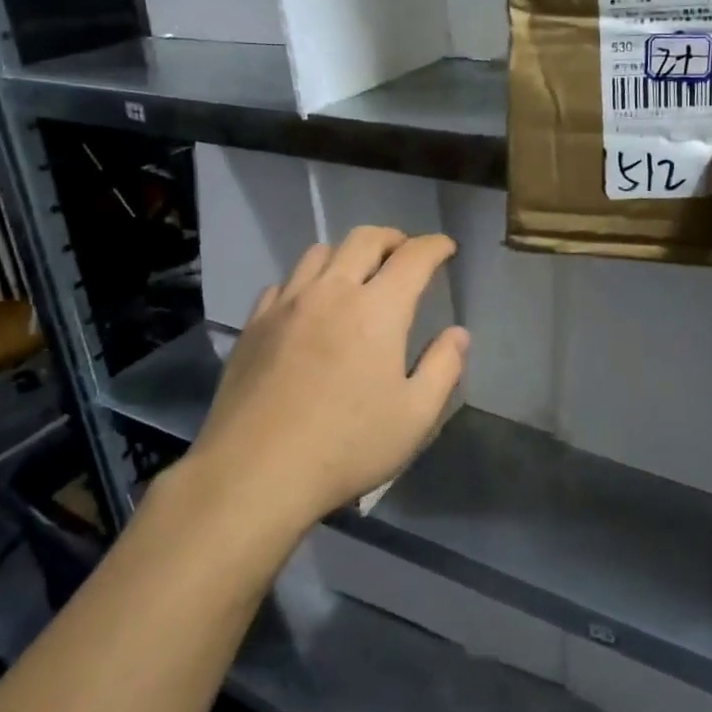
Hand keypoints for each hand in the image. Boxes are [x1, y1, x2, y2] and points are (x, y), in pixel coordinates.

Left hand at [190, 227, 468, 529]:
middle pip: (364, 239)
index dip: (435, 246)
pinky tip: (308, 305)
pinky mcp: (254, 324)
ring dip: (347, 254)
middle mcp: (332, 292)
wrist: (255, 472)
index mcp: (378, 309)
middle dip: (392, 238)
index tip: (446, 248)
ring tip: (357, 274)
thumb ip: (443, 367)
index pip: (413, 257)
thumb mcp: (415, 416)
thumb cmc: (346, 446)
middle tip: (405, 252)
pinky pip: (284, 282)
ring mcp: (287, 304)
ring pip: (319, 253)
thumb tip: (457, 333)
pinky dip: (306, 281)